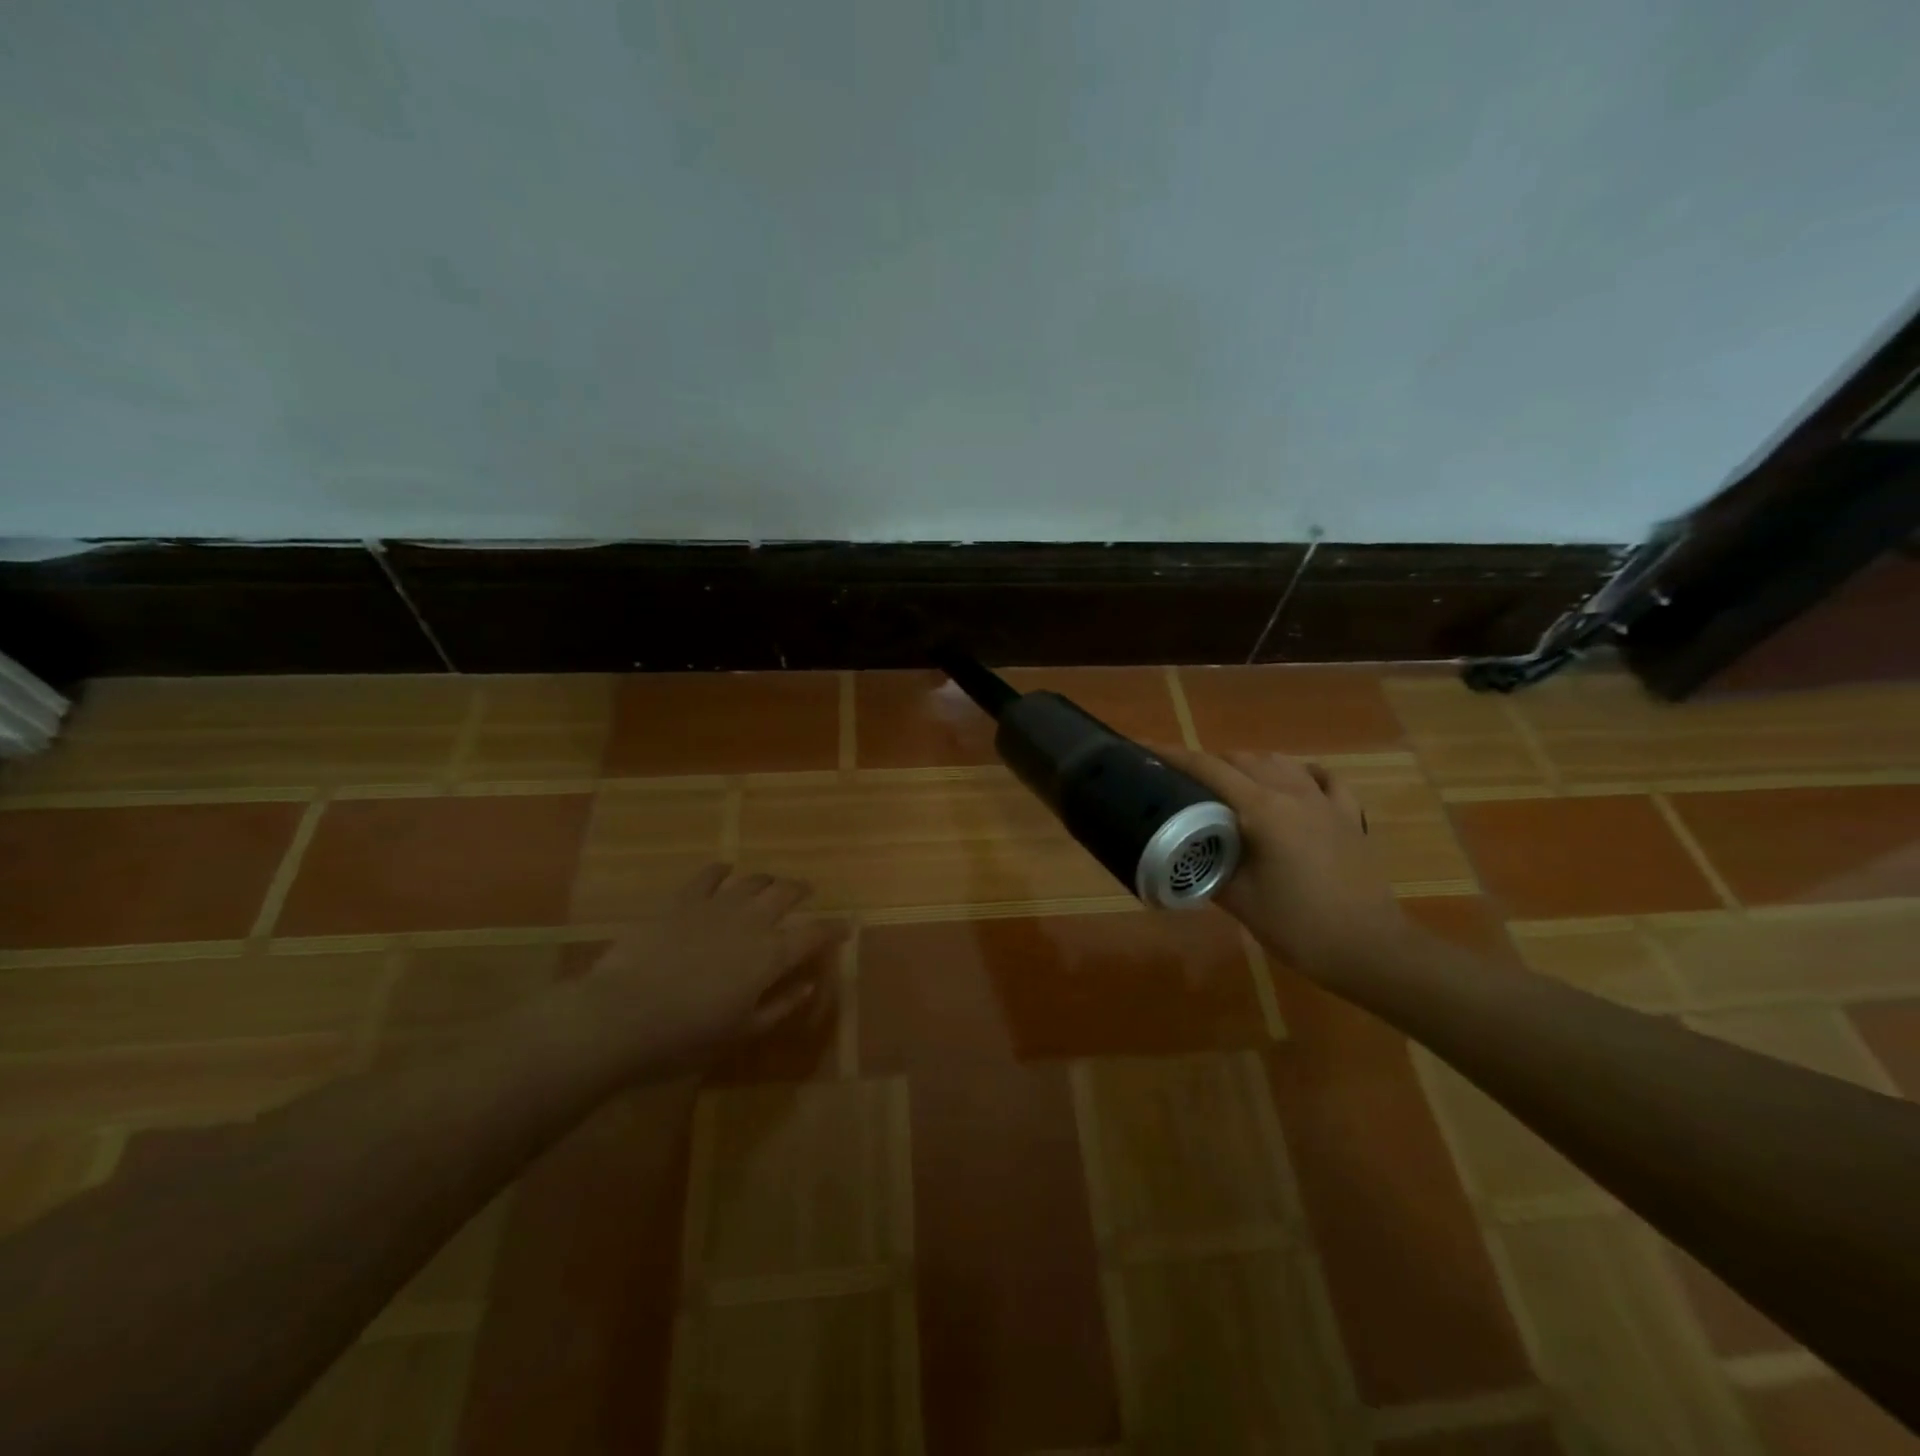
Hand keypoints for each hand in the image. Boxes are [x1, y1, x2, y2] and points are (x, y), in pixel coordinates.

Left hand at [563, 864, 849, 1076]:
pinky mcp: (680, 902)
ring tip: (771, 882)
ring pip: (751, 881)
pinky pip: (706, 877)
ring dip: (766, 879)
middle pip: (785, 894)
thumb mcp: (742, 1032)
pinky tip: (724, 870)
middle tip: (808, 891)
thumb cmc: (686, 1036)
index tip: (846, 927)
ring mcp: (714, 906)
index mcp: (770, 955)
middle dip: (801, 890)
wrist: (621, 1016)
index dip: (833, 929)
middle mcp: (750, 921)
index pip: (814, 934)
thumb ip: (780, 1006)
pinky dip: (720, 870)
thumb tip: (808, 984)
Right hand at [1158, 746, 1405, 980]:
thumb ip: (1207, 866)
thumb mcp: (1238, 900)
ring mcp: (1326, 802)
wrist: (1369, 949)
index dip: (1174, 757)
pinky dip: (1300, 773)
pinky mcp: (1349, 816)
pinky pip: (1323, 779)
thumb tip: (1183, 852)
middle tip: (1182, 782)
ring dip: (1248, 764)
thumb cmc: (1297, 926)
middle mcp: (1293, 793)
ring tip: (1228, 783)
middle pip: (1242, 759)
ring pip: (1279, 762)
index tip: (1146, 750)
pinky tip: (1293, 782)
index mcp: (1262, 809)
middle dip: (1208, 763)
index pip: (1209, 769)